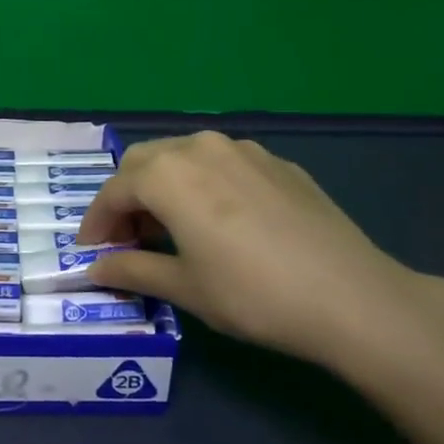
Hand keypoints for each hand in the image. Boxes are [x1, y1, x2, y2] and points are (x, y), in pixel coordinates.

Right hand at [77, 132, 443, 369]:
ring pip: (183, 156)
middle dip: (126, 197)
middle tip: (127, 239)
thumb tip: (95, 269)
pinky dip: (202, 184)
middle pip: (144, 161)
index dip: (96, 222)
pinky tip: (218, 220)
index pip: (114, 190)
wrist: (351, 296)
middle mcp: (200, 147)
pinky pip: (222, 163)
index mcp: (168, 174)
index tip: (92, 252)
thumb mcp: (184, 287)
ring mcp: (244, 149)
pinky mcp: (277, 161)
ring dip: (163, 185)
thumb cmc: (253, 294)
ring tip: (170, 227)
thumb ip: (132, 269)